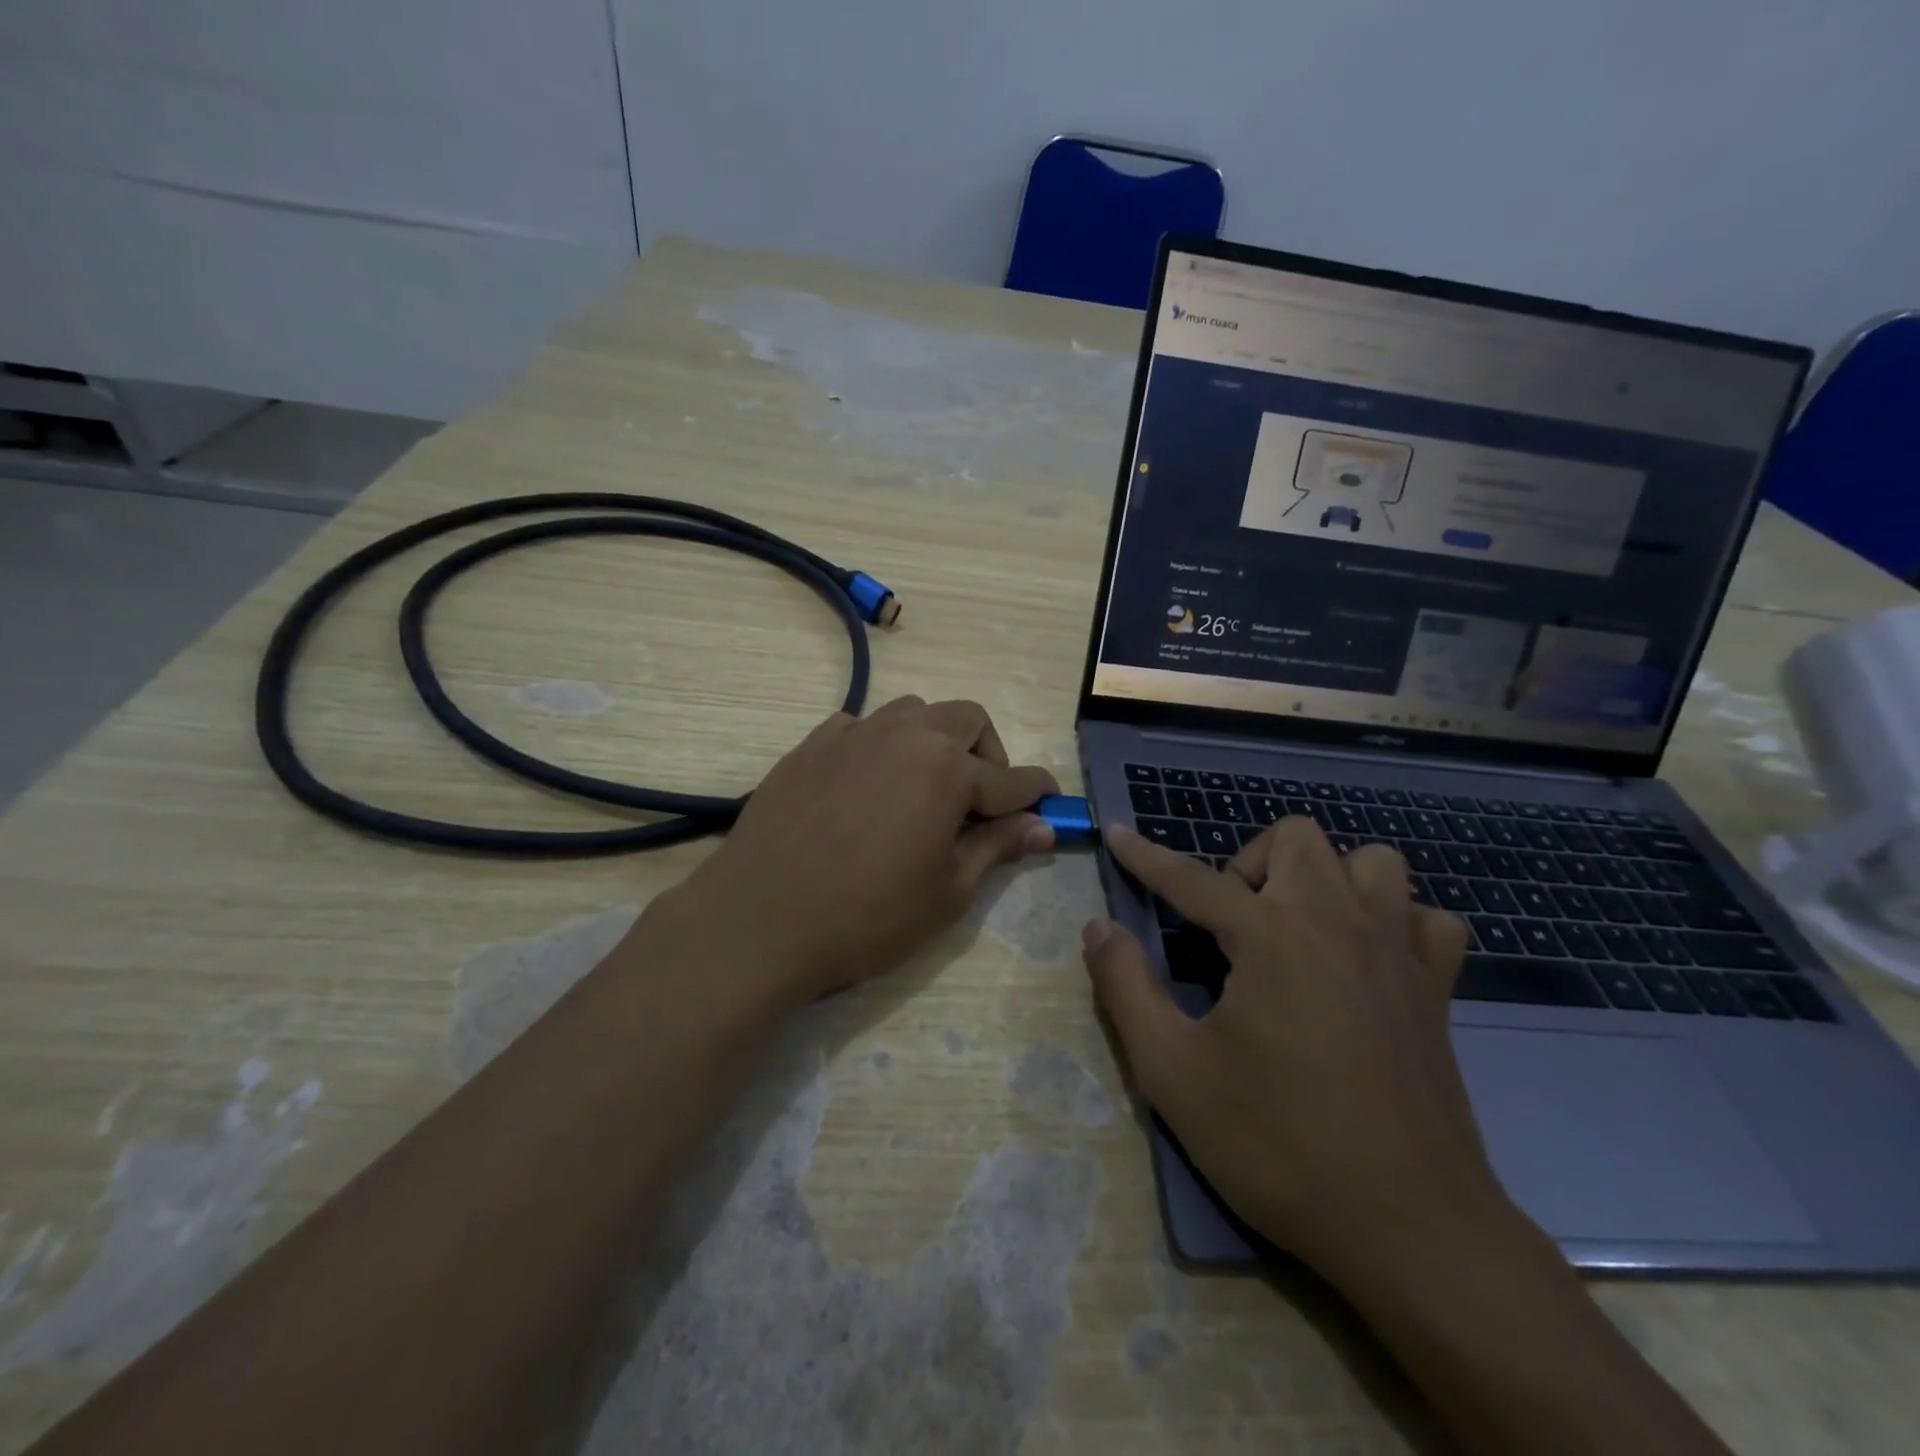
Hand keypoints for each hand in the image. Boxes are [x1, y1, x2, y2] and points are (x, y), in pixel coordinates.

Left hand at [656, 697, 1058, 1006]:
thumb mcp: (946, 893)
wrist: (758, 919)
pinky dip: (881, 747)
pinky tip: (867, 787)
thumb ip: (997, 848)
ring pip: (914, 712)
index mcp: (946, 770)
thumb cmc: (865, 917)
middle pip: (967, 720)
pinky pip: (862, 727)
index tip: (1051, 802)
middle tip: (980, 801)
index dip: (1037, 793)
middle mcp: (904, 735)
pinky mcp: (812, 744)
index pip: (1012, 777)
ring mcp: (853, 734)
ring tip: (923, 789)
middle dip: (988, 753)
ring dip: (935, 741)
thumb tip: (1041, 826)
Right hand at [1083, 818, 1507, 1277]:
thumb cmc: (1278, 1145)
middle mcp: (1339, 922)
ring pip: (1371, 861)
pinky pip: (1425, 918)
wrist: (1410, 1229)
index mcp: (1272, 935)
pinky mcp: (1438, 990)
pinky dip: (1394, 920)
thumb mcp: (1172, 1072)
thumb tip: (1098, 927)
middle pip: (1295, 837)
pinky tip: (1367, 960)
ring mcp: (1398, 952)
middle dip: (1249, 861)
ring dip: (1326, 877)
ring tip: (1298, 928)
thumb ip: (1125, 987)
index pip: (1192, 877)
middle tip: (1230, 921)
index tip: (1116, 834)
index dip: (1145, 855)